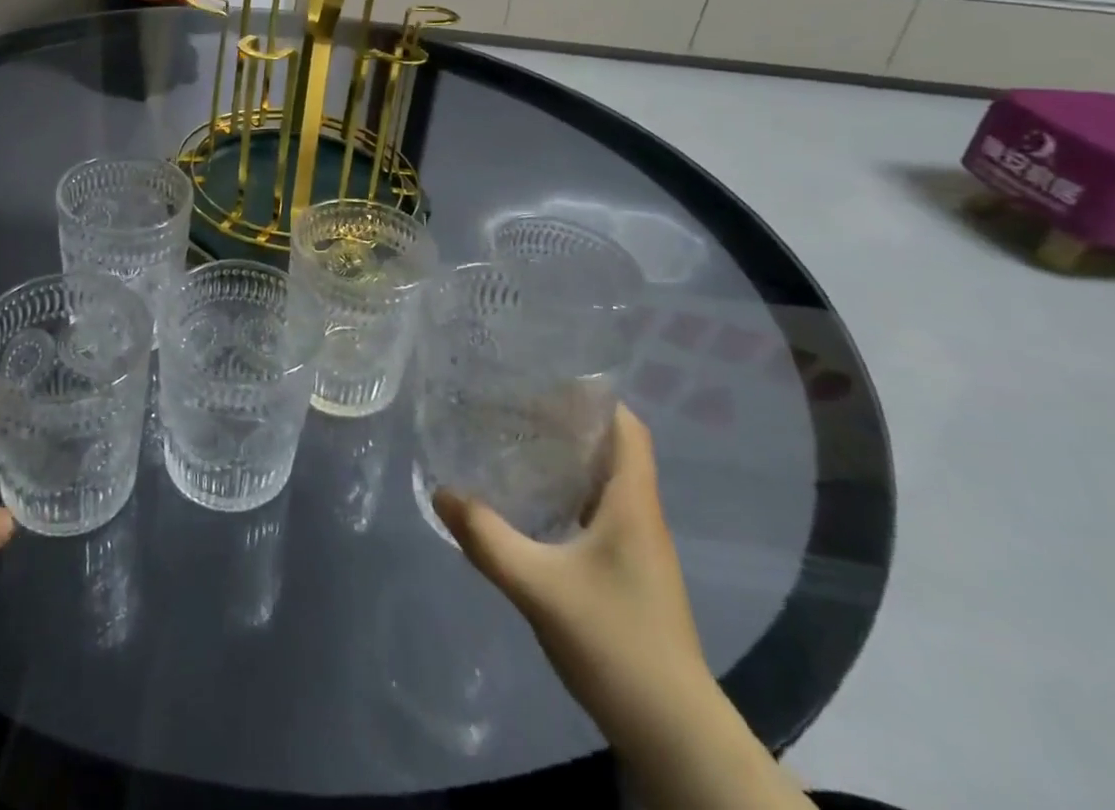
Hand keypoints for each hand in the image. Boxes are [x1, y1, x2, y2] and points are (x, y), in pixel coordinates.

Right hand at [433, 405, 707, 746]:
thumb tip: (441, 492)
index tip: (546, 379)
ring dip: (568, 459)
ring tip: (516, 442)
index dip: (594, 398)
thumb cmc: (616, 644)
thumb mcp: (538, 587)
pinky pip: (598, 513)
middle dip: (569, 422)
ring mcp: (639, 548)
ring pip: (604, 482)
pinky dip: (568, 494)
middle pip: (613, 449)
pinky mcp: (630, 574)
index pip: (627, 429)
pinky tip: (532, 504)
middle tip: (515, 405)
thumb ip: (487, 539)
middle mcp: (641, 517)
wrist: (674, 735)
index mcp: (633, 504)